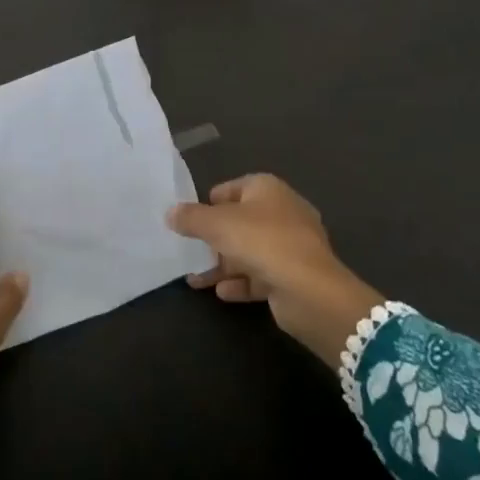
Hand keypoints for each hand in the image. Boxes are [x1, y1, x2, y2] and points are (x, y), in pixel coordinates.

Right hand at [168, 174, 383, 365]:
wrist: (309, 290)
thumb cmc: (261, 241)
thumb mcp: (217, 224)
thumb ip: (191, 218)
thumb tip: (170, 212)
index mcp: (268, 189)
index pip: (233, 187)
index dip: (210, 201)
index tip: (190, 218)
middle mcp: (282, 212)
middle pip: (241, 221)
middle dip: (214, 237)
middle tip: (189, 250)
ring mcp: (291, 246)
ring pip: (249, 251)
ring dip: (223, 264)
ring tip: (195, 279)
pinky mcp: (294, 276)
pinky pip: (261, 275)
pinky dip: (240, 282)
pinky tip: (221, 292)